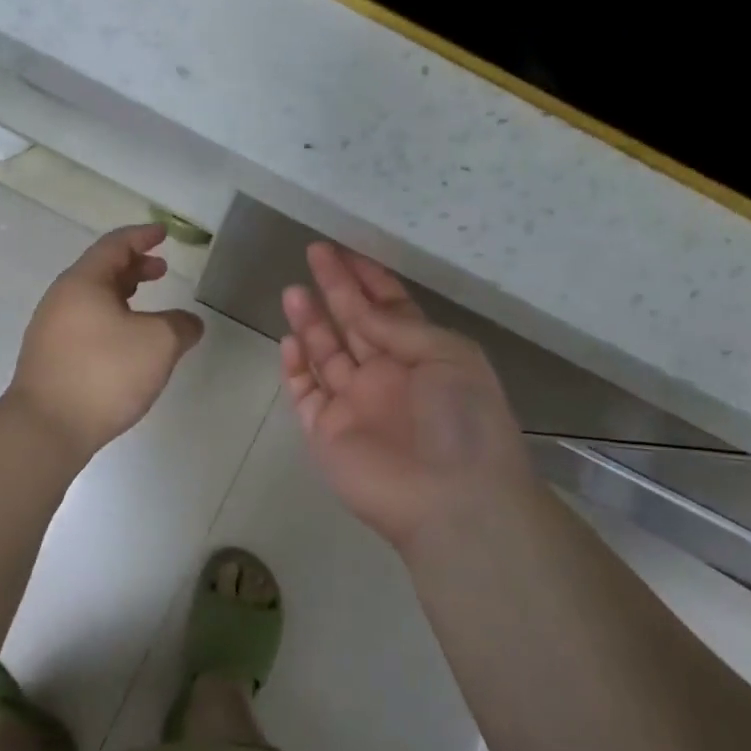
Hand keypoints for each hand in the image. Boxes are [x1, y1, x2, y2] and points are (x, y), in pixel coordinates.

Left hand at [8, 223, 204, 459]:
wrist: (46, 428)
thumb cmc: (104, 373)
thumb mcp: (158, 344)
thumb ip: (180, 326)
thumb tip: (189, 323)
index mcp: (83, 282)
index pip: (115, 245)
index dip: (142, 236)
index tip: (163, 233)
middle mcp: (62, 299)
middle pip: (100, 270)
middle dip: (134, 267)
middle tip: (161, 270)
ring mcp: (51, 330)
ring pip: (92, 299)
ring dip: (122, 294)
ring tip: (148, 305)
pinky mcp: (50, 358)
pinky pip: (86, 324)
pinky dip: (111, 318)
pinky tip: (127, 343)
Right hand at [282, 243, 533, 552]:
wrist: (453, 499)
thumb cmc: (462, 419)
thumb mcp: (447, 355)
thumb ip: (398, 327)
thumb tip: (359, 308)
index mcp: (421, 355)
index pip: (389, 308)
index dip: (367, 278)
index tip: (345, 250)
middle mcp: (386, 375)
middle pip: (354, 323)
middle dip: (335, 288)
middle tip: (314, 253)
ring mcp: (354, 404)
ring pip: (325, 353)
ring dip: (310, 321)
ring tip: (293, 290)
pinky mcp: (327, 432)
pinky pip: (305, 393)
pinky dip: (295, 368)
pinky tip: (289, 341)